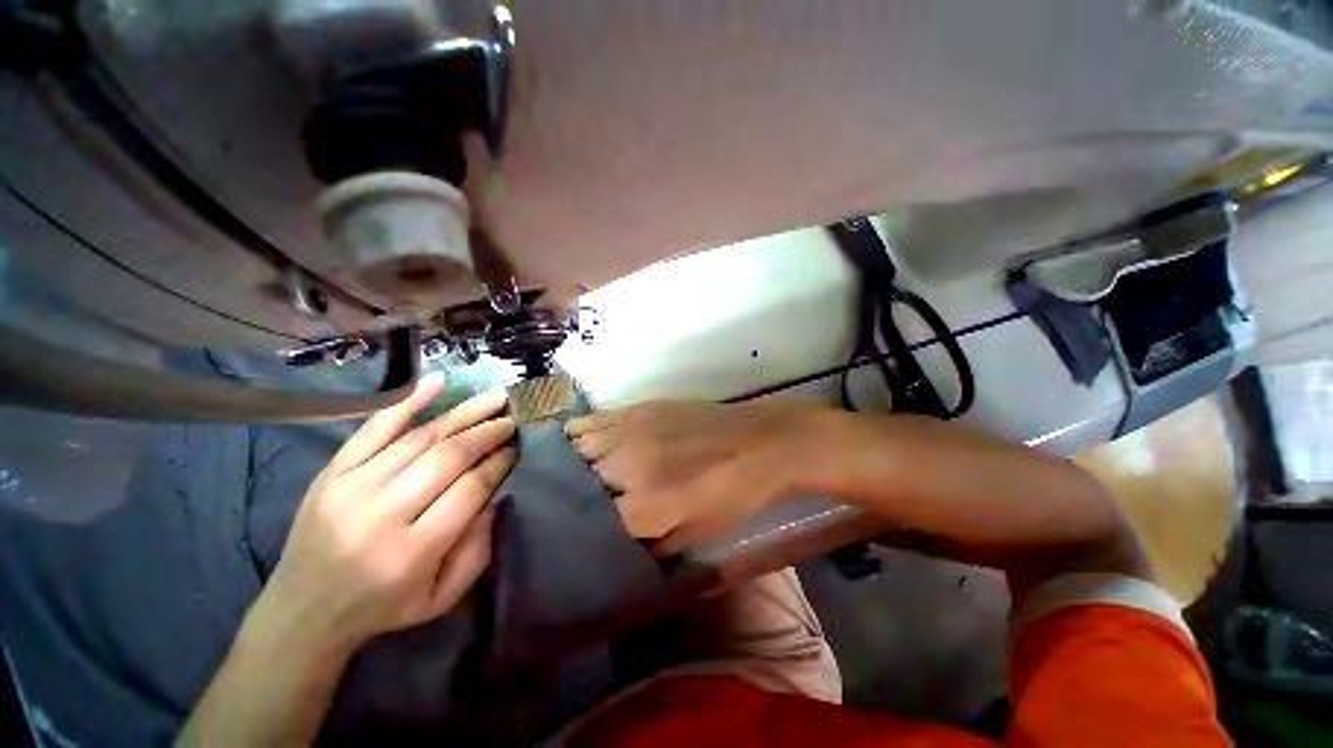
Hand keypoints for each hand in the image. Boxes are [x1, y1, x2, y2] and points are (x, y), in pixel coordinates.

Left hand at [254, 373, 515, 655]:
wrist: (302, 612)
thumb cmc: (382, 607)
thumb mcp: (440, 598)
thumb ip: (477, 551)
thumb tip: (496, 497)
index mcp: (411, 552)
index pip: (469, 489)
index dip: (499, 463)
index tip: (517, 447)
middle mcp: (381, 515)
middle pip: (447, 457)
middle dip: (487, 433)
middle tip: (511, 419)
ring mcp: (351, 488)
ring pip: (419, 438)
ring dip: (463, 414)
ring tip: (494, 399)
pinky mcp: (331, 473)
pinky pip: (373, 429)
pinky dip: (408, 402)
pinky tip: (438, 381)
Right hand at [566, 400, 812, 553]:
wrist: (760, 443)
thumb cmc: (735, 495)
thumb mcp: (696, 535)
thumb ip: (652, 545)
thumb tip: (620, 543)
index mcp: (645, 507)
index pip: (593, 524)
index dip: (586, 531)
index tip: (581, 533)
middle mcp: (629, 467)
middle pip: (581, 484)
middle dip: (580, 498)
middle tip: (582, 504)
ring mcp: (632, 431)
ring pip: (581, 450)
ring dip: (577, 466)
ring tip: (578, 474)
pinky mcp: (639, 408)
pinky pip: (594, 420)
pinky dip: (580, 434)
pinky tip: (580, 442)